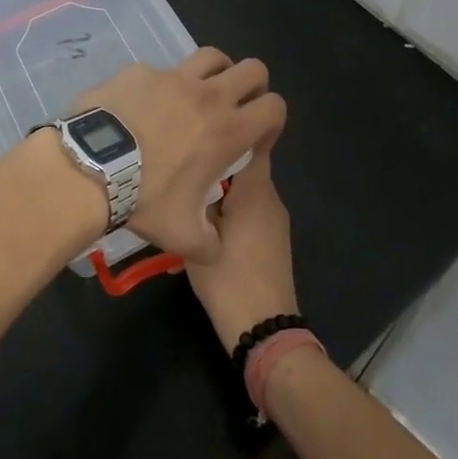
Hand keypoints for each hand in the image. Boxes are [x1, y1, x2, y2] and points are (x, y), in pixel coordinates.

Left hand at [70, 49, 284, 263]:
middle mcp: (209, 95)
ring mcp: (173, 77)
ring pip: (211, 56)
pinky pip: (160, 70)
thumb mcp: (183, 236)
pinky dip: (160, 84)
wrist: (89, 170)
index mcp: (229, 130)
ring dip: (215, 71)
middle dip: (252, 85)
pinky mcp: (140, 70)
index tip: (256, 133)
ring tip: (200, 92)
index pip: (275, 106)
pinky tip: (144, 105)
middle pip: (254, 69)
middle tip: (235, 105)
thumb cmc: (144, 200)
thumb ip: (209, 243)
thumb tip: (215, 250)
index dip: (272, 118)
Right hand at [184, 137, 299, 349]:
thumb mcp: (200, 236)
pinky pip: (249, 211)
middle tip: (182, 168)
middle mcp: (271, 198)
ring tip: (187, 199)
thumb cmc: (229, 278)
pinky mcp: (273, 239)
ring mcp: (275, 220)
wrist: (264, 329)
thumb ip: (197, 200)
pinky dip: (228, 212)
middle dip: (214, 165)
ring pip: (244, 191)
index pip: (250, 141)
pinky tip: (202, 228)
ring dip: (219, 191)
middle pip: (243, 166)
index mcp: (256, 190)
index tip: (199, 129)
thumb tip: (188, 175)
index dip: (226, 130)